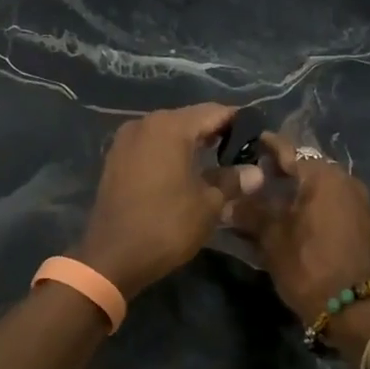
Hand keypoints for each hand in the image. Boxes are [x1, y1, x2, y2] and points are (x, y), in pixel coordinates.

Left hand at [73, 103, 256, 299]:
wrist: (112, 256)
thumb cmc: (166, 225)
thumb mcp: (208, 204)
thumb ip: (232, 180)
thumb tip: (256, 172)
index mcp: (170, 126)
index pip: (215, 112)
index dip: (239, 123)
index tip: (258, 138)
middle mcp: (145, 123)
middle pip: (190, 119)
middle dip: (215, 132)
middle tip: (240, 153)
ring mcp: (125, 140)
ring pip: (168, 132)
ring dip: (191, 143)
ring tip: (216, 163)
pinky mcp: (115, 158)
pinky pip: (150, 146)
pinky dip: (169, 153)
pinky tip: (184, 172)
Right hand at [227, 134, 369, 363]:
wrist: (355, 310)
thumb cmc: (308, 265)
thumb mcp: (272, 238)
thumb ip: (250, 212)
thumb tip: (227, 201)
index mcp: (323, 176)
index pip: (289, 151)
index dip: (268, 146)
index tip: (252, 140)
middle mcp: (346, 181)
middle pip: (309, 167)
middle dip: (284, 170)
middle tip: (259, 174)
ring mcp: (361, 203)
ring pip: (323, 186)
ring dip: (301, 189)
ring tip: (276, 199)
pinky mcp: (367, 225)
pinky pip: (336, 204)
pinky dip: (317, 205)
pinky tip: (300, 218)